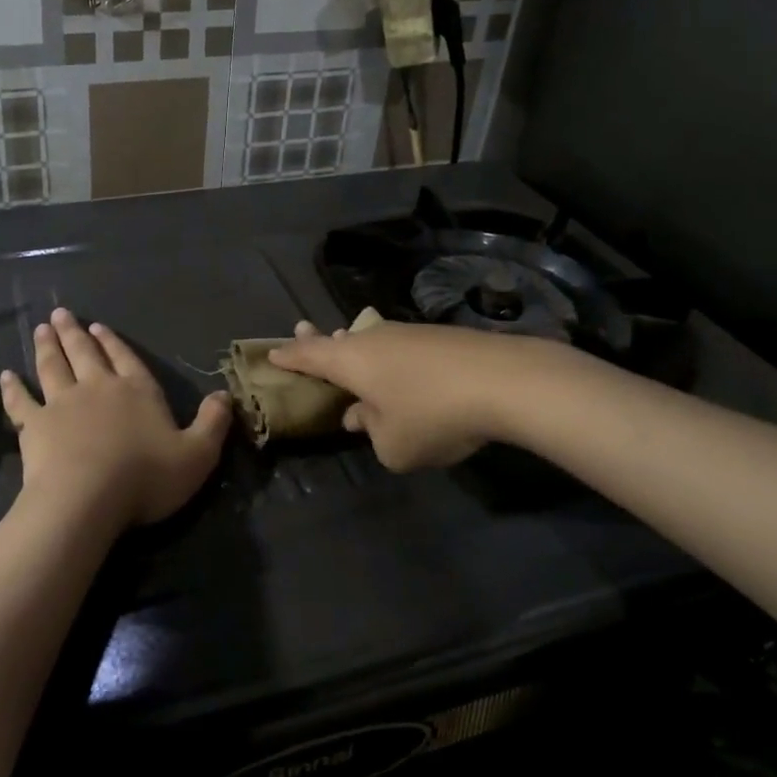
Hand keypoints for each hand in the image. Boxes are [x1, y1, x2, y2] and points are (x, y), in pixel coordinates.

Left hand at [0, 309, 233, 532]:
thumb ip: (212, 423)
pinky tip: (7, 375)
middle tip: (61, 314)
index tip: (98, 327)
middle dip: (74, 333)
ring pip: (53, 367)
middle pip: (85, 353)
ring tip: (41, 329)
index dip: (114, 343)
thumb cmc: (146, 476)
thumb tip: (225, 395)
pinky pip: (20, 401)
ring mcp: (62, 403)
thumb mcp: (197, 455)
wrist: (87, 498)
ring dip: (47, 347)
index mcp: (136, 391)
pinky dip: (13, 388)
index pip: (126, 359)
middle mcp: (98, 388)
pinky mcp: (34, 425)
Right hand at [268, 319, 523, 471]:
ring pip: (372, 341)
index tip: (271, 352)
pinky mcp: (440, 337)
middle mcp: (374, 339)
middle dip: (318, 339)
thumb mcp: (394, 446)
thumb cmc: (432, 416)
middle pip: (337, 338)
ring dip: (356, 348)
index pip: (309, 355)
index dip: (288, 356)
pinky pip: (401, 347)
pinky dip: (390, 358)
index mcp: (351, 361)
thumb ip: (371, 433)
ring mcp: (409, 333)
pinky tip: (402, 372)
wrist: (504, 381)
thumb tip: (363, 417)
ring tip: (347, 347)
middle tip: (300, 329)